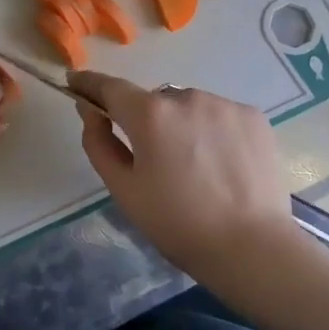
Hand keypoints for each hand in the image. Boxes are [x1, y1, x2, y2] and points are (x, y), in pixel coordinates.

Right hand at [70, 71, 297, 282]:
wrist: (252, 248)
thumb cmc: (178, 224)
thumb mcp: (124, 190)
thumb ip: (99, 143)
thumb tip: (90, 110)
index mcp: (150, 115)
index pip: (110, 87)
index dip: (89, 83)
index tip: (75, 82)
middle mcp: (187, 97)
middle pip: (154, 102)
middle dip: (147, 121)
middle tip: (156, 162)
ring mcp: (224, 104)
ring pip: (189, 107)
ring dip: (183, 125)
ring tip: (196, 168)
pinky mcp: (254, 117)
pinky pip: (220, 115)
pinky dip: (213, 132)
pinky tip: (223, 165)